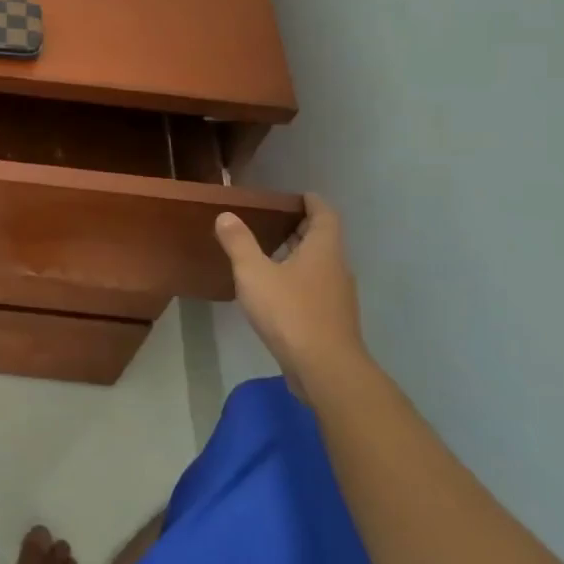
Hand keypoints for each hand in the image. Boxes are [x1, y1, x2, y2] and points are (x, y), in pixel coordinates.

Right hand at [215, 196, 367, 398]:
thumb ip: (239, 243)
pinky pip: (316, 287)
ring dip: (299, 255)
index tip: (298, 196)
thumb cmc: (290, 312)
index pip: (325, 215)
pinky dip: (299, 279)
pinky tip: (276, 290)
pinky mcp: (331, 319)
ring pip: (320, 265)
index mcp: (323, 250)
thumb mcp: (254, 273)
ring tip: (270, 253)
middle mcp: (336, 268)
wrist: (325, 368)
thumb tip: (226, 216)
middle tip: (275, 221)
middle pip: (324, 239)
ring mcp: (337, 296)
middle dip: (302, 228)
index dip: (313, 202)